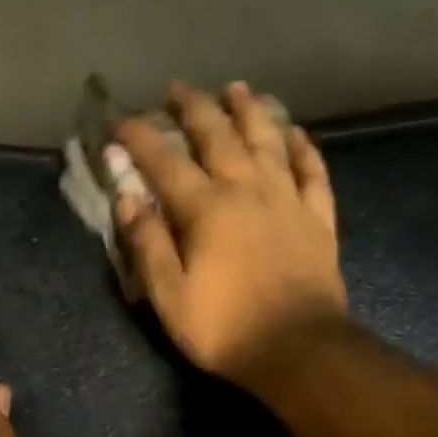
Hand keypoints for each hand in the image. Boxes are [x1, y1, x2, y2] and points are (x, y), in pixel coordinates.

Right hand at [114, 81, 345, 389]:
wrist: (299, 349)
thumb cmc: (225, 328)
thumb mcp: (169, 296)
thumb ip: (147, 243)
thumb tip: (127, 197)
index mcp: (206, 209)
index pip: (166, 162)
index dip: (140, 138)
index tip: (120, 119)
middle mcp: (247, 190)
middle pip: (219, 136)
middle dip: (194, 107)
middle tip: (178, 88)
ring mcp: (287, 200)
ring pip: (268, 141)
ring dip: (249, 111)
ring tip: (237, 88)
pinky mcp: (317, 219)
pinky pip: (312, 171)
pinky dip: (303, 148)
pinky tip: (295, 133)